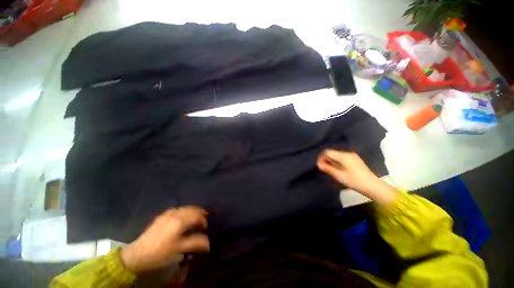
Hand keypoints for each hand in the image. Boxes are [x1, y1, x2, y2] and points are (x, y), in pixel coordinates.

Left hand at [120, 206, 208, 272]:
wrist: (137, 254)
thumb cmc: (159, 252)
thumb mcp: (178, 249)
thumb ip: (195, 243)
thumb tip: (209, 243)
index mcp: (179, 221)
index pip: (197, 215)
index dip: (203, 220)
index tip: (205, 228)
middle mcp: (175, 213)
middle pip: (192, 209)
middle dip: (200, 213)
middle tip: (204, 220)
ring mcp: (167, 213)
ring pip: (185, 208)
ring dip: (193, 211)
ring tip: (196, 218)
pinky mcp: (162, 216)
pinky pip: (178, 209)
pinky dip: (185, 211)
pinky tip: (184, 217)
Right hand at [317, 149, 396, 205]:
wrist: (372, 186)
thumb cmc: (354, 181)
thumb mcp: (339, 176)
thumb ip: (327, 168)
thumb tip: (318, 164)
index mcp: (343, 156)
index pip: (327, 152)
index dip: (321, 157)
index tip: (319, 165)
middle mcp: (347, 153)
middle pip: (332, 153)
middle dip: (326, 159)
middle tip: (323, 169)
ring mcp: (352, 155)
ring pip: (336, 155)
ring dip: (331, 161)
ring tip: (330, 170)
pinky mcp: (354, 159)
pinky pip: (341, 157)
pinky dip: (337, 162)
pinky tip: (338, 169)